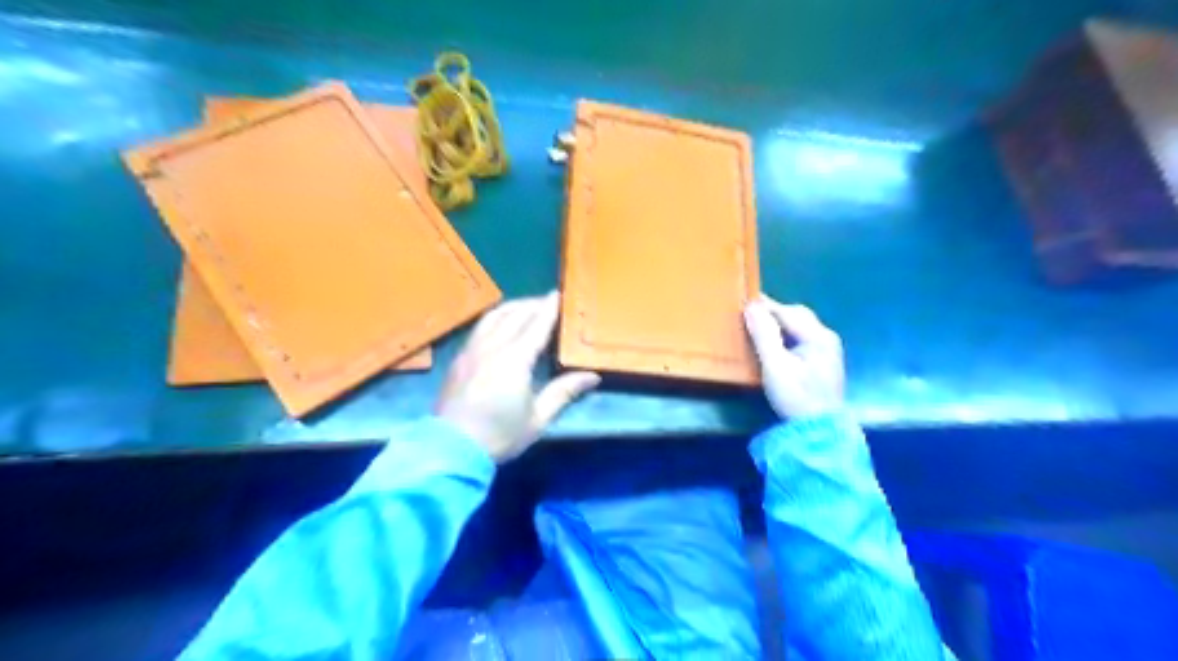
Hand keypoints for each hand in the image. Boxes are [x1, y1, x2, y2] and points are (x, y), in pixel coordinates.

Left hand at [430, 293, 597, 462]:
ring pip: (494, 316)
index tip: (559, 294)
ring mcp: (472, 349)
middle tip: (548, 301)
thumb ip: (564, 392)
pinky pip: (481, 326)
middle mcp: (493, 346)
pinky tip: (501, 324)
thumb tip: (592, 376)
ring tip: (527, 307)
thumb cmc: (500, 435)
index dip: (549, 308)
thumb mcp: (538, 418)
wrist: (451, 448)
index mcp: (515, 359)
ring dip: (513, 307)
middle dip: (533, 304)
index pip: (536, 325)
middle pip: (515, 315)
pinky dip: (496, 317)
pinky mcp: (460, 358)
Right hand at [740, 293, 842, 416]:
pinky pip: (802, 337)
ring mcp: (828, 350)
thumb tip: (752, 307)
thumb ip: (764, 335)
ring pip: (800, 326)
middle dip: (773, 311)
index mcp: (818, 336)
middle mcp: (826, 338)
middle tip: (749, 313)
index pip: (787, 312)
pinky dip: (786, 334)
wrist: (820, 432)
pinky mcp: (823, 362)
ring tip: (758, 325)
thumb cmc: (797, 397)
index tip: (743, 301)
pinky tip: (774, 342)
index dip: (765, 306)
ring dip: (779, 322)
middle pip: (797, 315)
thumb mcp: (776, 367)